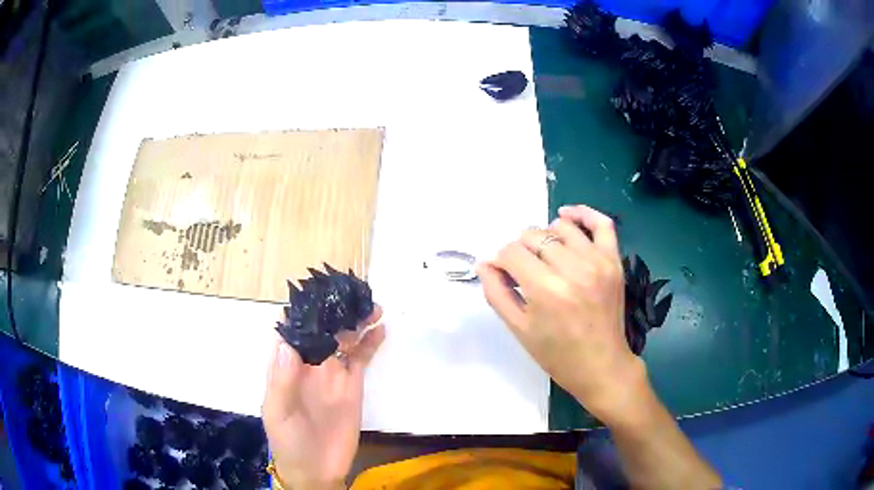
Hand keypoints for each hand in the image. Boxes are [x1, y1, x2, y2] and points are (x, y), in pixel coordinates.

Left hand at [262, 307, 384, 489]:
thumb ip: (282, 381)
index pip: (292, 330)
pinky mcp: (353, 386)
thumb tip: (286, 344)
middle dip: (335, 311)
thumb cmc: (288, 441)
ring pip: (344, 340)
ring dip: (356, 322)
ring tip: (372, 307)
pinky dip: (370, 344)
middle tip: (354, 295)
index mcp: (286, 366)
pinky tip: (380, 330)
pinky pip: (362, 359)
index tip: (319, 292)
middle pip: (322, 329)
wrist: (317, 470)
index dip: (303, 310)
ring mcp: (333, 374)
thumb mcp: (279, 412)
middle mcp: (310, 364)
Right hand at [478, 205, 644, 423]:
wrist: (601, 365)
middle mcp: (572, 268)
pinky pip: (601, 223)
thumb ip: (496, 292)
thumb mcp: (518, 329)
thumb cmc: (556, 354)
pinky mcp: (614, 261)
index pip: (512, 252)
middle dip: (520, 250)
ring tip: (544, 256)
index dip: (501, 260)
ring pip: (560, 227)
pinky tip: (565, 216)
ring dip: (545, 236)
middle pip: (533, 236)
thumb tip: (484, 263)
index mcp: (546, 289)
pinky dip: (583, 213)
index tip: (503, 274)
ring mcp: (597, 261)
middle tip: (523, 271)